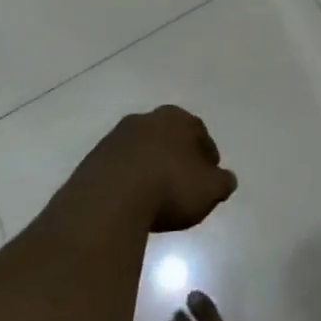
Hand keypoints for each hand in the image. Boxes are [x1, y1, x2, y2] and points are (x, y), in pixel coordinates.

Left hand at [70, 106, 237, 232]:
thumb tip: (226, 179)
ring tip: (155, 197)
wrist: (109, 200)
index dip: (207, 157)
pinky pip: (119, 168)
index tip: (209, 179)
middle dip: (177, 158)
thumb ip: (222, 182)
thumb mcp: (209, 189)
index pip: (199, 133)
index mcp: (176, 118)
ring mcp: (116, 138)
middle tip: (183, 185)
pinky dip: (128, 181)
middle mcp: (145, 119)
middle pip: (168, 138)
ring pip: (142, 151)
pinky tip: (132, 202)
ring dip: (150, 168)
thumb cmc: (169, 187)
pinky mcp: (93, 160)